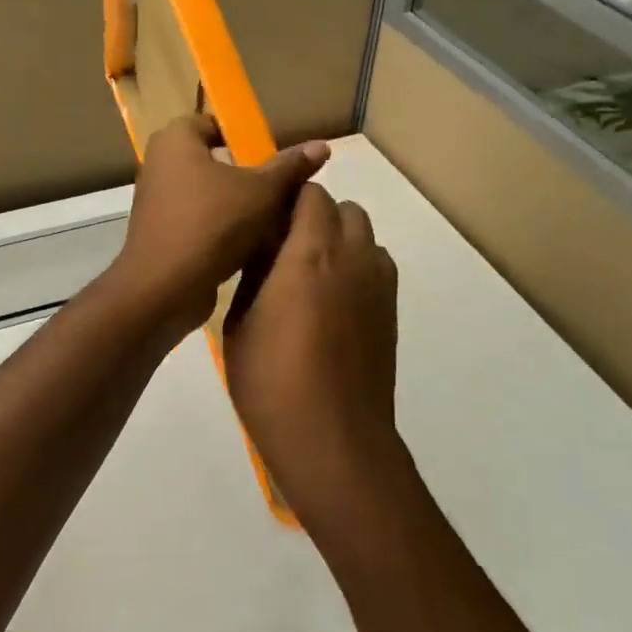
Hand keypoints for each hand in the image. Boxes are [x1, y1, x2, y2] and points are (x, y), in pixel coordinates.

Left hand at [108, 115, 329, 340]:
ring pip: (209, 195)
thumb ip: (290, 167)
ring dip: (238, 207)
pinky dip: (222, 230)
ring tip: (273, 221)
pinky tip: (252, 247)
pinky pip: (199, 222)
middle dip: (247, 176)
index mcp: (175, 140)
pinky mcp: (161, 235)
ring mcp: (157, 202)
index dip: (245, 138)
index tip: (272, 161)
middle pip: (214, 162)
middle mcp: (159, 165)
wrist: (165, 288)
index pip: (214, 124)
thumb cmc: (212, 225)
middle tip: (279, 193)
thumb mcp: (262, 192)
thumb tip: (322, 146)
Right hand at [224, 183, 401, 533]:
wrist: (332, 436)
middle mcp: (354, 256)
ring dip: (339, 240)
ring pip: (365, 236)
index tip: (265, 223)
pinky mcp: (392, 311)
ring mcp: (379, 284)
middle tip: (284, 249)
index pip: (310, 194)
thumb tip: (264, 251)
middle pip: (344, 209)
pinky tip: (332, 305)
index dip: (287, 201)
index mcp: (311, 252)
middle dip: (315, 216)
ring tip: (309, 278)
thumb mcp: (240, 323)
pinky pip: (377, 267)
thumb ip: (254, 275)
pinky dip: (357, 268)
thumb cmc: (271, 381)